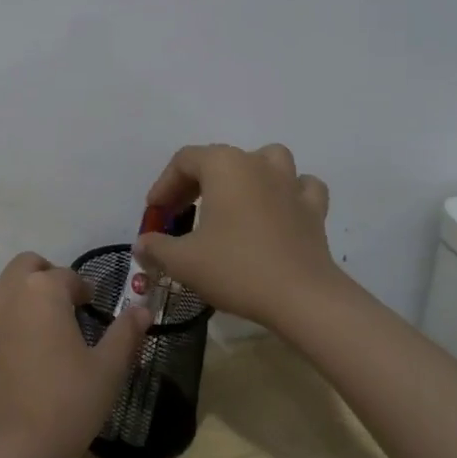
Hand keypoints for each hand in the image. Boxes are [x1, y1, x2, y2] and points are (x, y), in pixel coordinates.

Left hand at [0, 253, 150, 457]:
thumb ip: (125, 333)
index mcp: (44, 290)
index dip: (82, 290)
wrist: (11, 449)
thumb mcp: (108, 370)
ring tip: (29, 327)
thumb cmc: (67, 404)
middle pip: (26, 266)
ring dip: (13, 297)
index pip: (67, 276)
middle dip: (44, 277)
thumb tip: (142, 308)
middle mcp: (7, 291)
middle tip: (60, 307)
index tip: (90, 308)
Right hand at [134, 143, 341, 327]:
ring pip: (266, 161)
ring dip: (247, 174)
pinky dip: (287, 193)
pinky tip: (278, 211)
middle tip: (180, 215)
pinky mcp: (314, 209)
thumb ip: (157, 247)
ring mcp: (290, 183)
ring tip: (234, 200)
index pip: (184, 161)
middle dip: (194, 184)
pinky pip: (300, 187)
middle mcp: (257, 163)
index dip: (164, 185)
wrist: (302, 298)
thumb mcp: (183, 261)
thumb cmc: (236, 268)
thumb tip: (142, 244)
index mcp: (223, 165)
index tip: (156, 214)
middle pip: (218, 159)